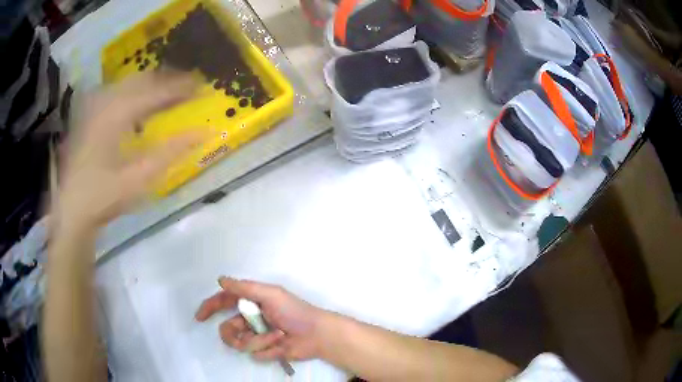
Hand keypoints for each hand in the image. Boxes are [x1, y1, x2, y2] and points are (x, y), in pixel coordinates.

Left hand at [56, 71, 201, 231]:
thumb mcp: (139, 179)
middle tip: (189, 86)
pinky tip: (141, 105)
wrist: (71, 209)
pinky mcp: (90, 112)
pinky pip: (118, 91)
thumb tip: (203, 132)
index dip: (180, 87)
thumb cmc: (103, 197)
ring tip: (170, 93)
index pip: (156, 90)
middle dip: (168, 79)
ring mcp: (95, 104)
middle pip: (143, 78)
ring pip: (130, 82)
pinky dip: (135, 92)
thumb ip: (171, 153)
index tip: (202, 86)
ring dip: (152, 84)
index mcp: (116, 114)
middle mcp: (106, 100)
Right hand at [195, 277, 327, 361]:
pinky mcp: (265, 351)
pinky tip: (282, 345)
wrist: (317, 335)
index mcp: (251, 302)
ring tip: (277, 336)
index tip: (199, 317)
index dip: (209, 308)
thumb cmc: (294, 311)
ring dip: (259, 341)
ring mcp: (257, 336)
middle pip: (228, 329)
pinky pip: (256, 354)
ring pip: (241, 344)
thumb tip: (221, 280)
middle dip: (237, 333)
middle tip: (253, 330)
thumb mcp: (270, 295)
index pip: (223, 303)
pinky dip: (269, 349)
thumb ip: (244, 288)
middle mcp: (250, 319)